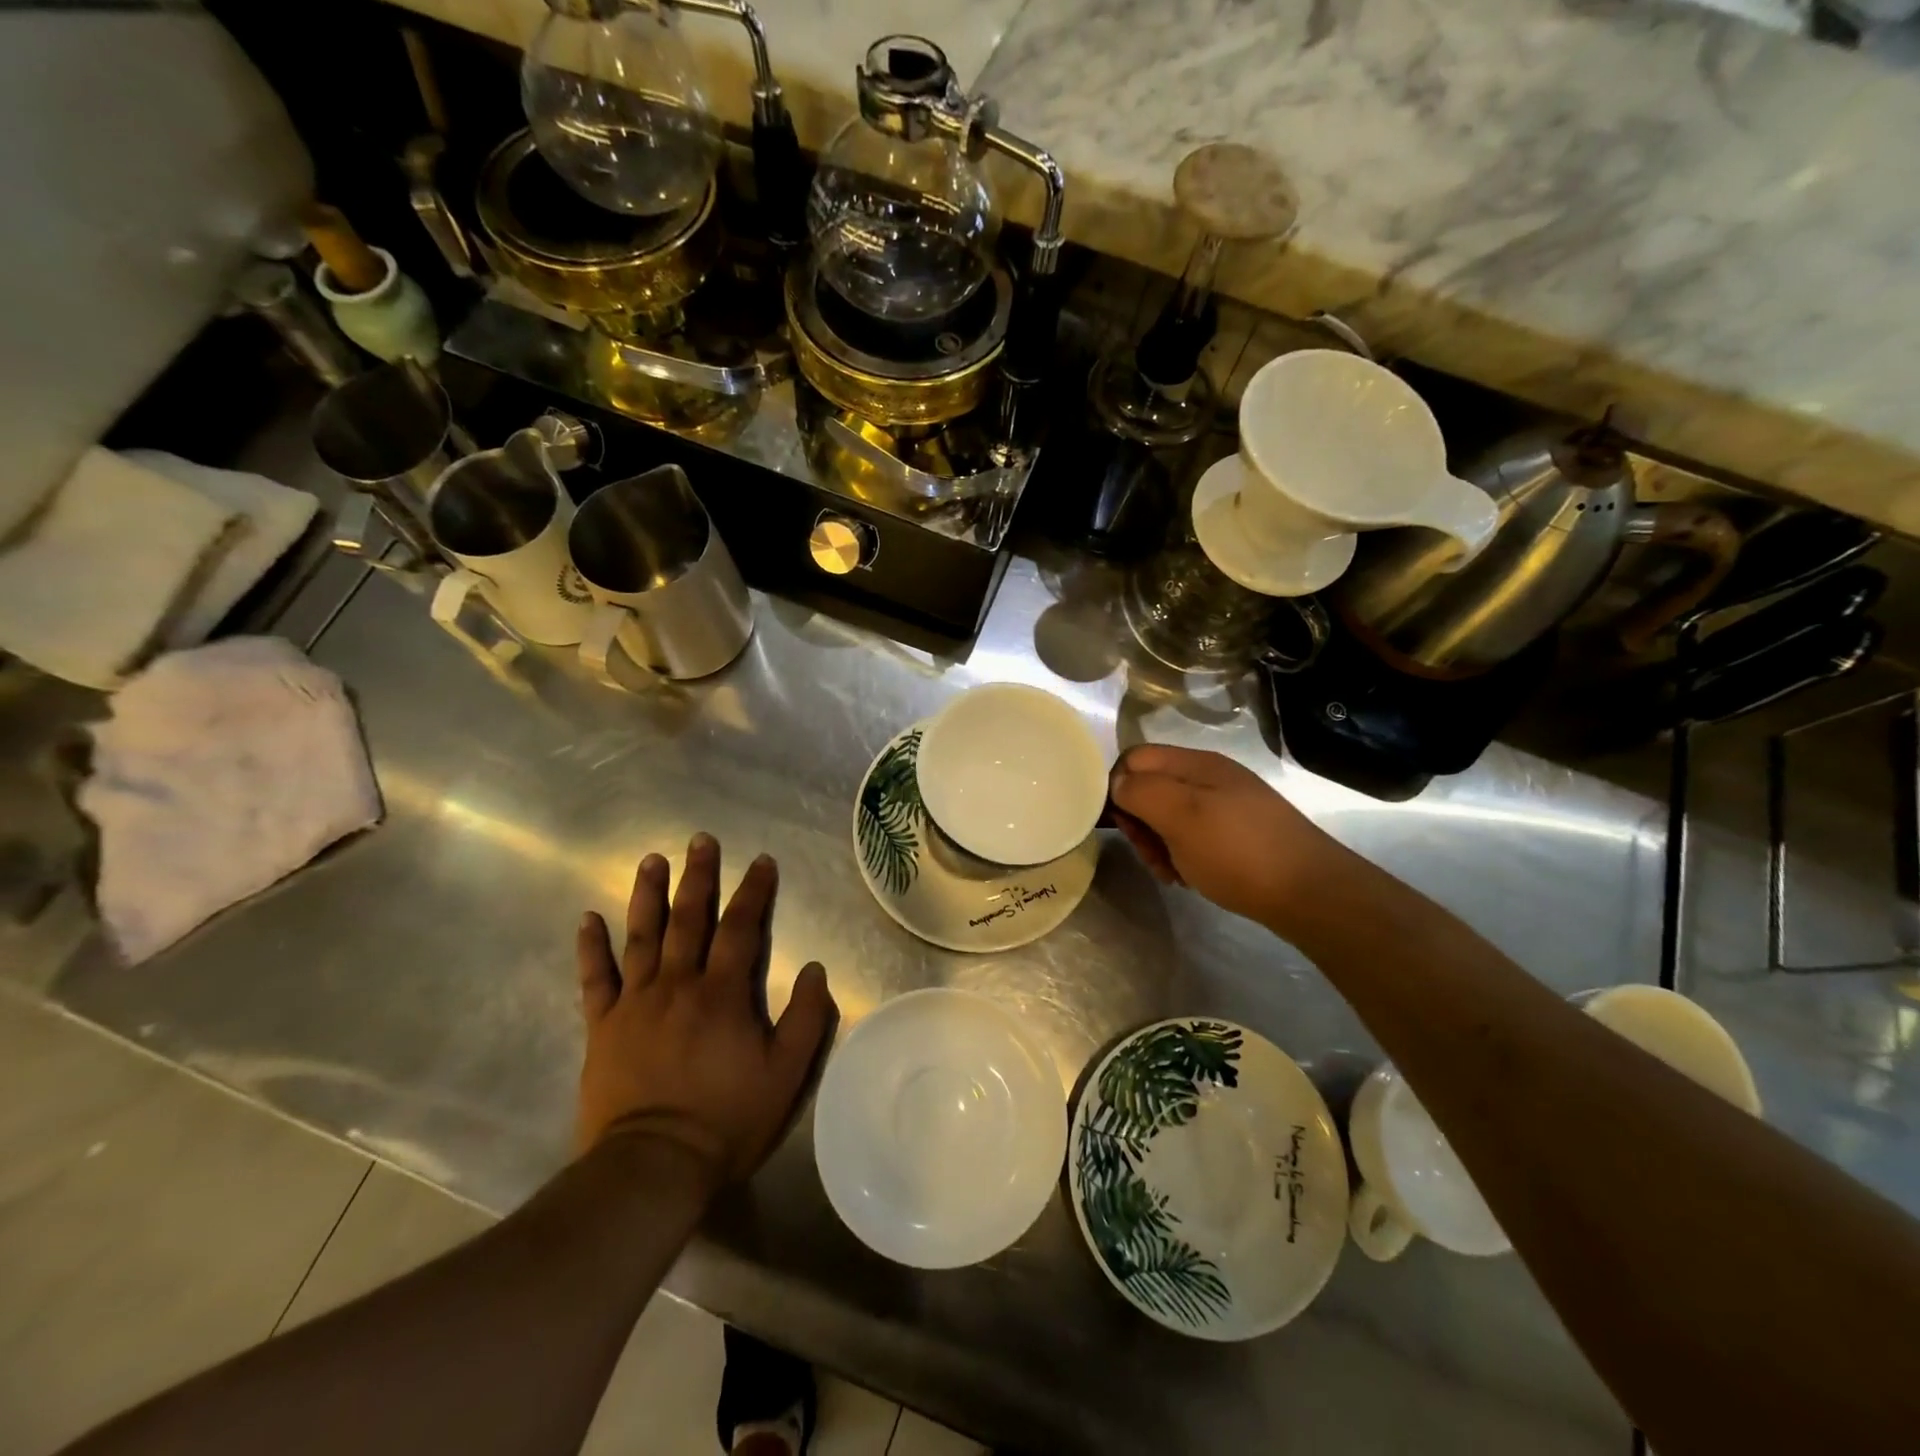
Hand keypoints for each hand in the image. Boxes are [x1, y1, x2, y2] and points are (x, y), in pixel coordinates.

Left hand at [574, 834, 835, 1183]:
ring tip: (651, 861)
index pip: (741, 928)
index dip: (754, 891)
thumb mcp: (787, 1074)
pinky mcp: (602, 1028)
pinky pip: (594, 980)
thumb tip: (813, 968)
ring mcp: (635, 1004)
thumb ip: (806, 1017)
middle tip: (700, 840)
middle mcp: (677, 985)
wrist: (652, 1168)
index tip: (761, 861)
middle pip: (688, 919)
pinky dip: (591, 948)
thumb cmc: (726, 1119)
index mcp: (722, 993)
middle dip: (698, 877)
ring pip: (642, 937)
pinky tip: (588, 918)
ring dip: (647, 896)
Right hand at [1110, 745, 1342, 929]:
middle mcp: (1209, 777)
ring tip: (1169, 872)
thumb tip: (1117, 784)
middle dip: (1138, 822)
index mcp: (1196, 763)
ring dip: (1157, 843)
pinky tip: (1189, 877)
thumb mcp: (1181, 817)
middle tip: (1149, 855)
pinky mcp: (1237, 833)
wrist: (1310, 893)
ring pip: (1168, 815)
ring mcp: (1225, 805)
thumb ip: (1141, 791)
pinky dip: (1181, 854)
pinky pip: (1192, 835)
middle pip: (1150, 787)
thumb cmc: (1238, 852)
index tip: (1120, 826)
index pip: (1135, 759)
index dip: (1117, 787)